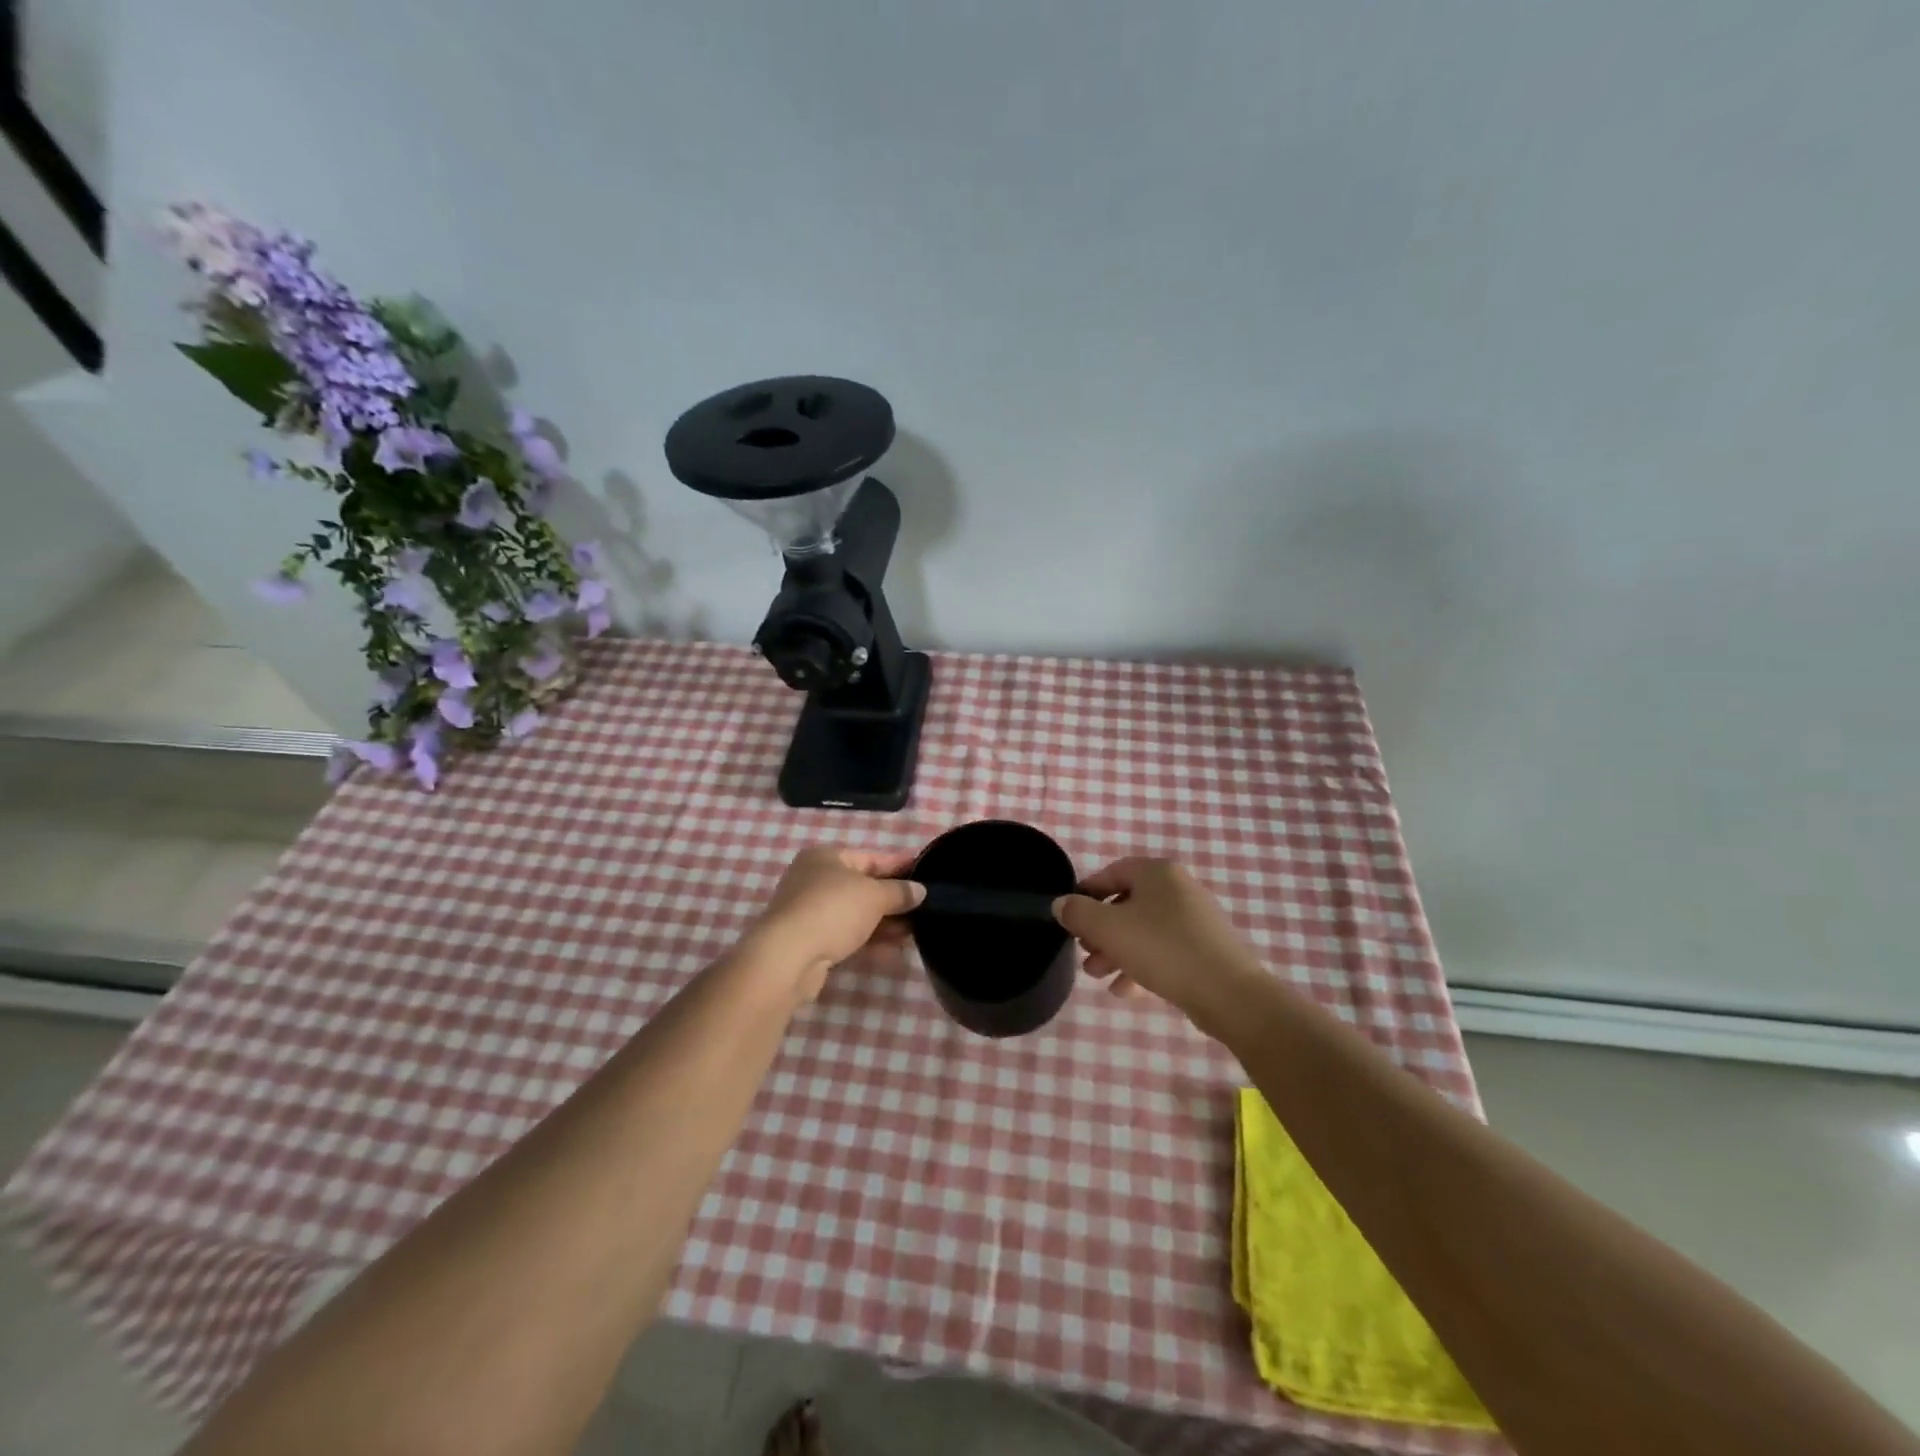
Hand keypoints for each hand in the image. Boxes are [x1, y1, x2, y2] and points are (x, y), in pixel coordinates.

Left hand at [744, 846, 923, 1002]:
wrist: (788, 957)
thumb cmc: (833, 910)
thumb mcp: (874, 896)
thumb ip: (899, 892)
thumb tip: (920, 891)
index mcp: (826, 857)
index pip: (871, 857)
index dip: (900, 866)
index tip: (926, 873)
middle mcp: (814, 879)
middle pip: (863, 886)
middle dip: (893, 898)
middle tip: (924, 907)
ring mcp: (809, 911)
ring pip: (856, 912)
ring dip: (884, 921)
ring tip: (915, 930)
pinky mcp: (810, 940)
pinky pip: (847, 934)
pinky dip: (869, 938)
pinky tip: (894, 949)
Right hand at [1052, 858, 1263, 1027]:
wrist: (1229, 993)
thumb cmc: (1163, 949)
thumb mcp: (1109, 929)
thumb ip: (1078, 913)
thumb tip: (1061, 904)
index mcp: (1157, 872)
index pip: (1111, 872)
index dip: (1085, 893)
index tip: (1069, 918)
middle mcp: (1178, 888)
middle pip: (1126, 903)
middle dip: (1100, 931)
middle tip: (1084, 953)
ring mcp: (1194, 919)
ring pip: (1143, 929)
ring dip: (1116, 951)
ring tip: (1098, 977)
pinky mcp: (1204, 948)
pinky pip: (1163, 950)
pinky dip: (1141, 965)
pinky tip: (1126, 990)